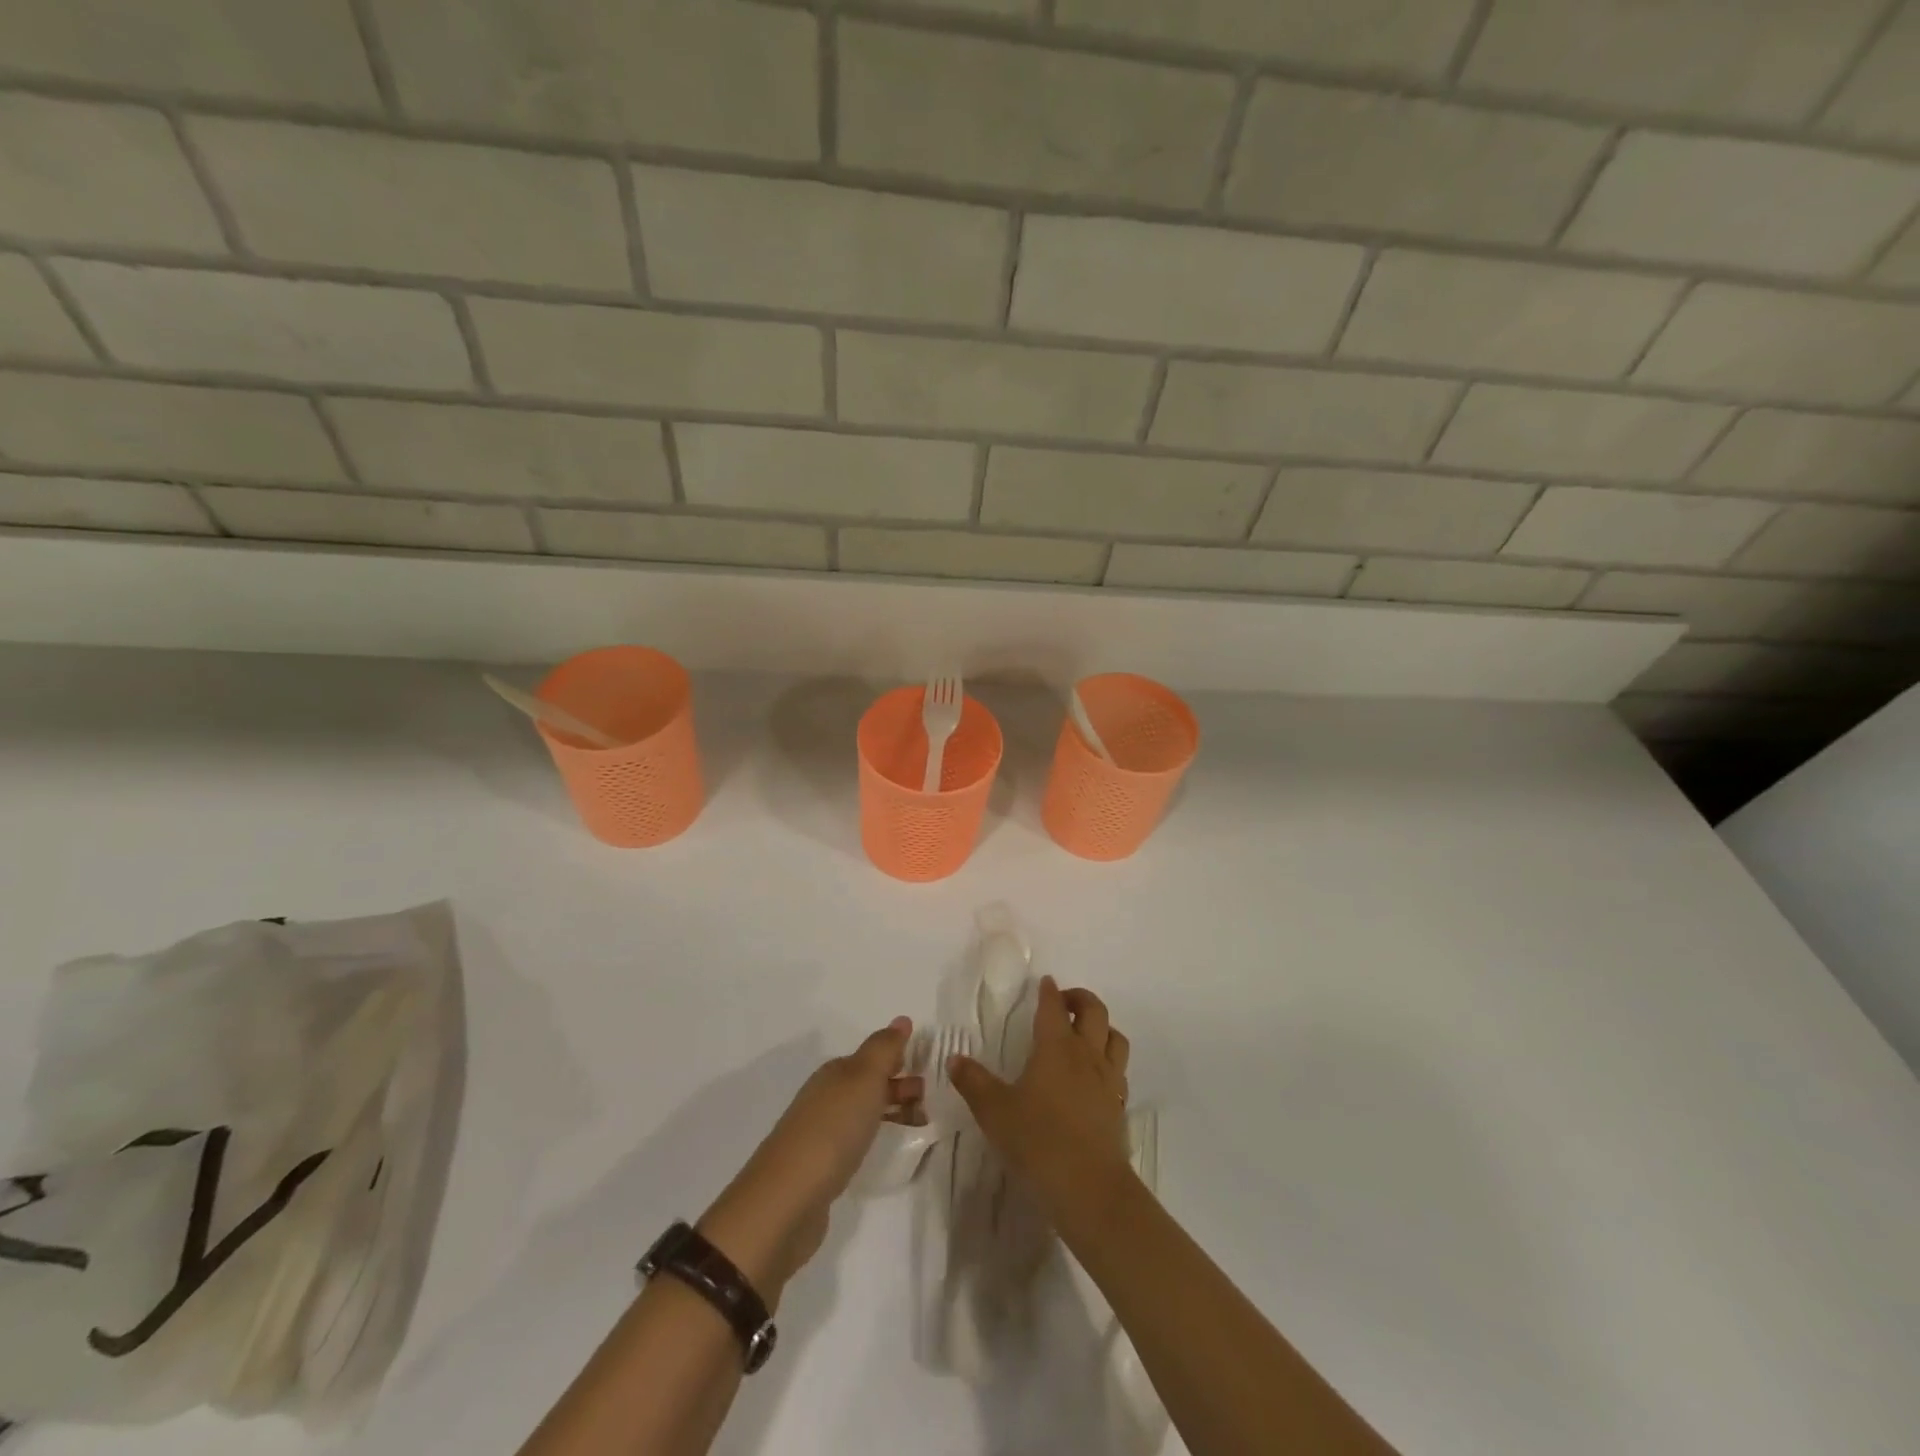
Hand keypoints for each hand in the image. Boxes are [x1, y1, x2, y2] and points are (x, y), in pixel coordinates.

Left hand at [698, 1019, 919, 1306]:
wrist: (788, 1200)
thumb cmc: (832, 1130)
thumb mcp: (864, 1079)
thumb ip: (883, 1049)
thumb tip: (901, 1019)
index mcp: (834, 1073)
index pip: (872, 1056)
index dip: (899, 1058)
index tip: (930, 1068)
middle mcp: (825, 1097)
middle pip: (868, 1083)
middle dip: (899, 1084)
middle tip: (929, 1099)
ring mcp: (820, 1133)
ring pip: (864, 1111)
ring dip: (892, 1111)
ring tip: (921, 1125)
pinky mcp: (821, 1168)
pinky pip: (856, 1139)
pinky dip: (876, 1136)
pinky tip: (886, 1149)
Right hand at [949, 978, 1133, 1226]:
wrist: (1089, 1187)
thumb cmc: (1037, 1141)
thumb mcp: (995, 1112)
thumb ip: (973, 1082)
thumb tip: (955, 1058)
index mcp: (1056, 1047)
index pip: (1053, 1007)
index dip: (1049, 991)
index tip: (1045, 982)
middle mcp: (1086, 1054)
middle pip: (1094, 1011)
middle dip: (1081, 999)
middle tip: (1065, 1002)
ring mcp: (1108, 1080)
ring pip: (1115, 1037)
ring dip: (1102, 1026)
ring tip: (1086, 1032)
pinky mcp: (1119, 1106)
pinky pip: (1119, 1069)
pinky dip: (1109, 1060)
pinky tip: (1096, 1075)